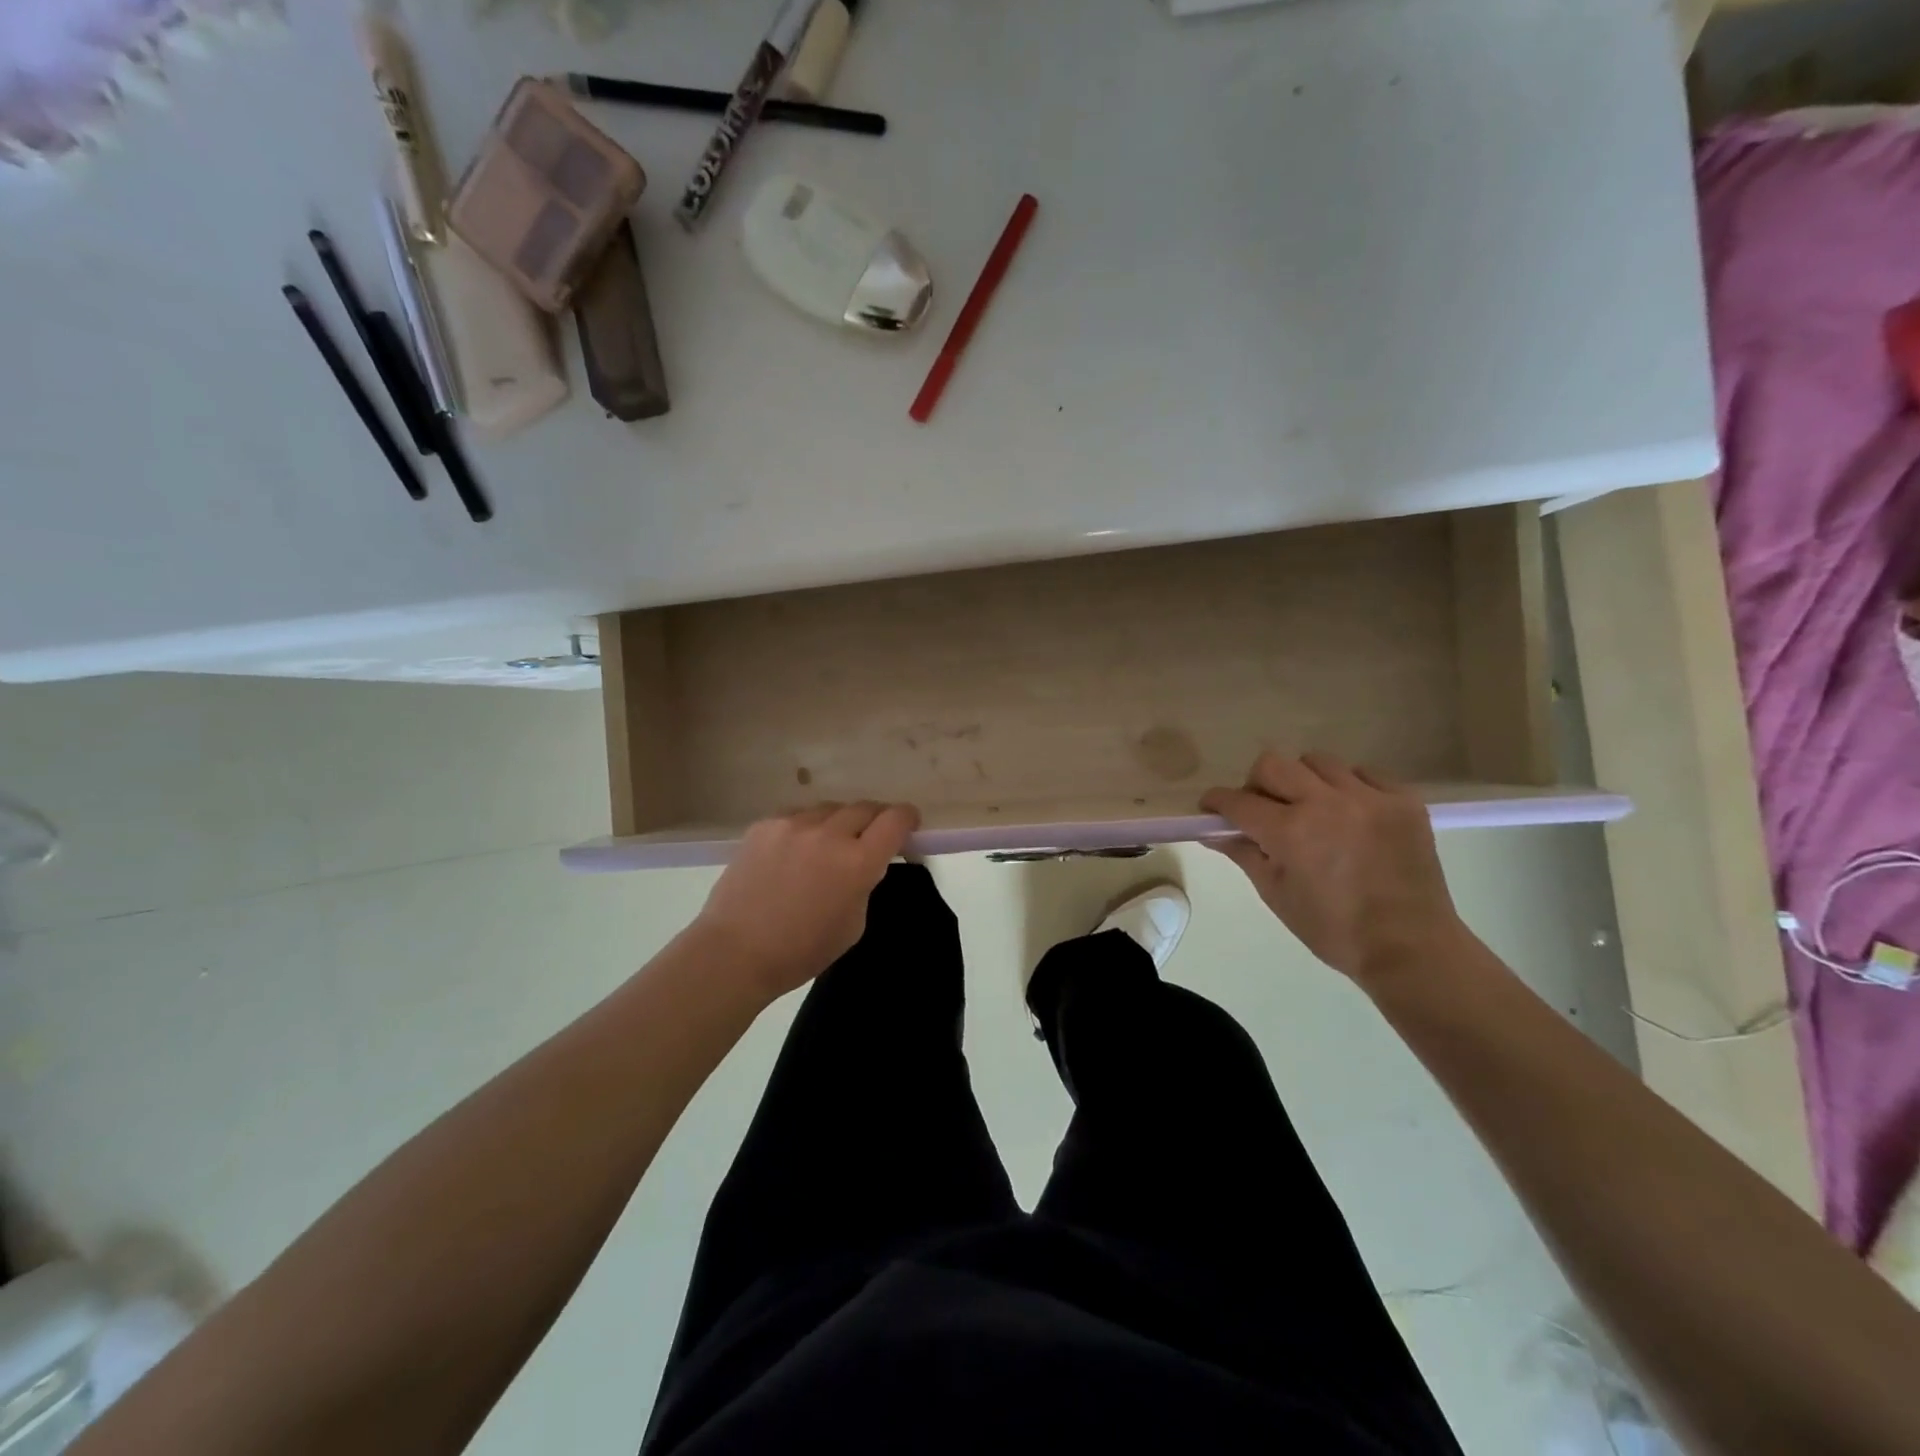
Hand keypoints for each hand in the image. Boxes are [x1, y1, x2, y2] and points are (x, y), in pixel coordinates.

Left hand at [690, 802, 919, 1002]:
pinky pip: (798, 815)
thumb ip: (865, 883)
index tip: (908, 825)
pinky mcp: (765, 825)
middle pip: (865, 807)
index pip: (895, 820)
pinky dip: (806, 828)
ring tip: (829, 844)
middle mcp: (829, 834)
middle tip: (870, 837)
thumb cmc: (802, 950)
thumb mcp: (854, 923)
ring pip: (830, 808)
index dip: (908, 818)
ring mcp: (793, 825)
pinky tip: (796, 850)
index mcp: (857, 862)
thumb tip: (865, 862)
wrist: (735, 951)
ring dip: (839, 822)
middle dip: (875, 819)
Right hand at [1201, 752, 1469, 986]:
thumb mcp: (1276, 895)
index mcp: (1290, 832)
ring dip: (1303, 781)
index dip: (1217, 802)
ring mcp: (1369, 798)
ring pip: (1317, 762)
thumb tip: (1213, 833)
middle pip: (1273, 764)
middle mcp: (1326, 803)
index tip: (1212, 808)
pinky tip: (1350, 814)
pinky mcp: (1404, 800)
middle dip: (1256, 784)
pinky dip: (1349, 787)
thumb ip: (1244, 854)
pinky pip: (1364, 773)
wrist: (1410, 947)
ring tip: (1312, 810)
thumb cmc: (1333, 930)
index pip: (1238, 801)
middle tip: (1263, 809)